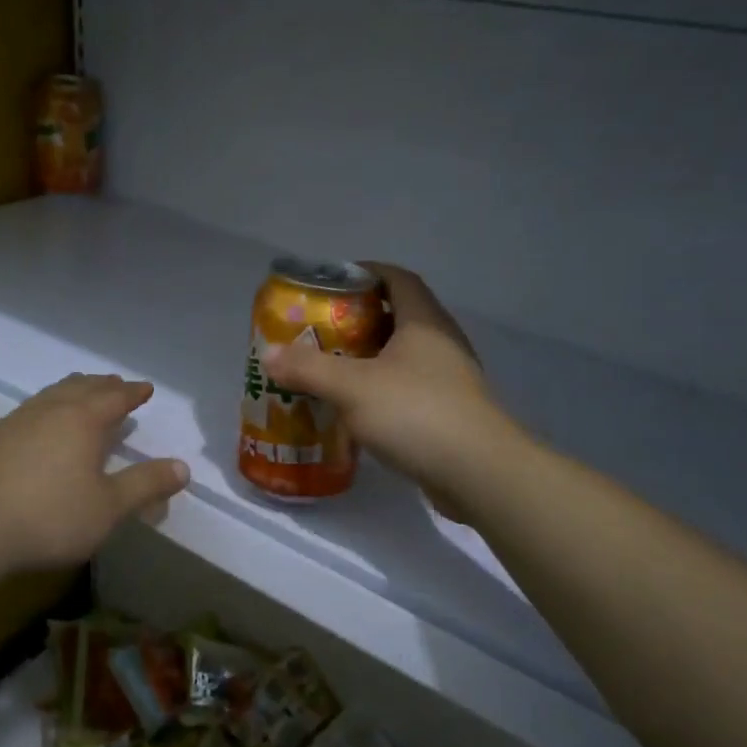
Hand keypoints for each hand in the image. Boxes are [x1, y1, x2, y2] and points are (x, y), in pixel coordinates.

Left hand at [0, 374, 188, 574]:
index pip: (115, 397)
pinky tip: (43, 425)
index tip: (146, 389)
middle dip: (104, 386)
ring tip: (83, 396)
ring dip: (75, 390)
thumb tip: (183, 467)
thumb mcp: (108, 508)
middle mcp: (50, 410)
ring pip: (53, 394)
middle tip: (118, 386)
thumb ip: (146, 485)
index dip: (133, 393)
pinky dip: (50, 406)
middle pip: (82, 387)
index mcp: (82, 420)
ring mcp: (17, 421)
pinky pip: (32, 409)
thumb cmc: (49, 518)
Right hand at [262, 265, 507, 512]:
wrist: (478, 474)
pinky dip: (379, 392)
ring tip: (329, 370)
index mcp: (423, 321)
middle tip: (318, 331)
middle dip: (356, 320)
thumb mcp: (352, 387)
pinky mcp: (448, 413)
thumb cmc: (416, 413)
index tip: (331, 283)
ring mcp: (448, 380)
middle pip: (396, 316)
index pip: (397, 278)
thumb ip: (308, 368)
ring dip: (367, 359)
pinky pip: (406, 390)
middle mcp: (440, 343)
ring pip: (401, 357)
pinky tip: (354, 411)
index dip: (365, 273)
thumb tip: (268, 354)